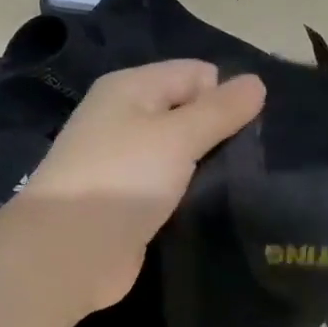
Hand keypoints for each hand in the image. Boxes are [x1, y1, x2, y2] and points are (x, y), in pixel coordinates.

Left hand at [20, 60, 266, 309]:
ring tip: (248, 182)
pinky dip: (193, 191)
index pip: (195, 73)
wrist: (69, 253)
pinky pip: (173, 185)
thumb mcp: (178, 136)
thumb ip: (219, 110)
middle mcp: (125, 118)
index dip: (226, 95)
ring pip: (183, 152)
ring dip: (210, 165)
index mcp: (131, 88)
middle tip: (258, 158)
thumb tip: (256, 82)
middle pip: (188, 111)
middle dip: (222, 130)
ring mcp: (126, 163)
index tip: (257, 127)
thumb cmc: (123, 179)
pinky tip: (220, 204)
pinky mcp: (131, 202)